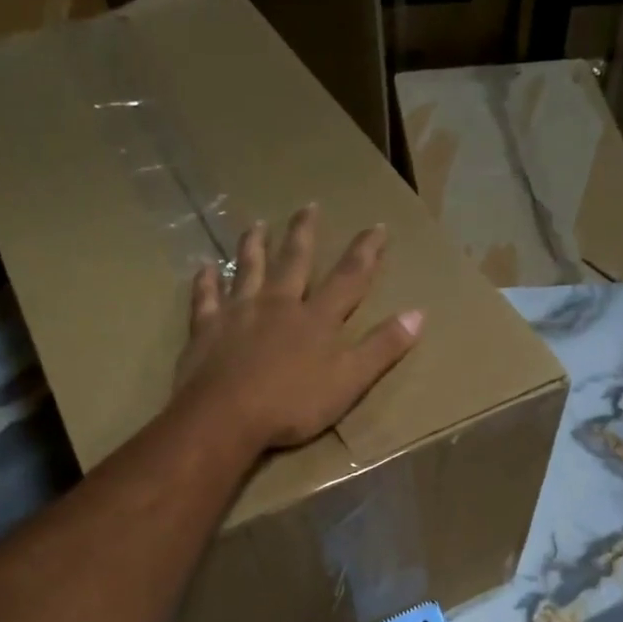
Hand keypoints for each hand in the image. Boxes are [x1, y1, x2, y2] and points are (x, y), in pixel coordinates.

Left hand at [175, 206, 423, 452]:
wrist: (227, 416)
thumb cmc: (293, 404)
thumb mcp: (350, 381)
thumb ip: (382, 348)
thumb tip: (418, 313)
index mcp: (317, 319)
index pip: (348, 278)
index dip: (365, 252)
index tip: (377, 226)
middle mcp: (278, 304)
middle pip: (294, 262)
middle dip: (305, 233)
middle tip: (309, 205)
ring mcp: (239, 313)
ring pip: (248, 269)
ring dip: (254, 245)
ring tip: (256, 223)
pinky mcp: (207, 329)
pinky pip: (205, 299)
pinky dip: (205, 282)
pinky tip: (204, 268)